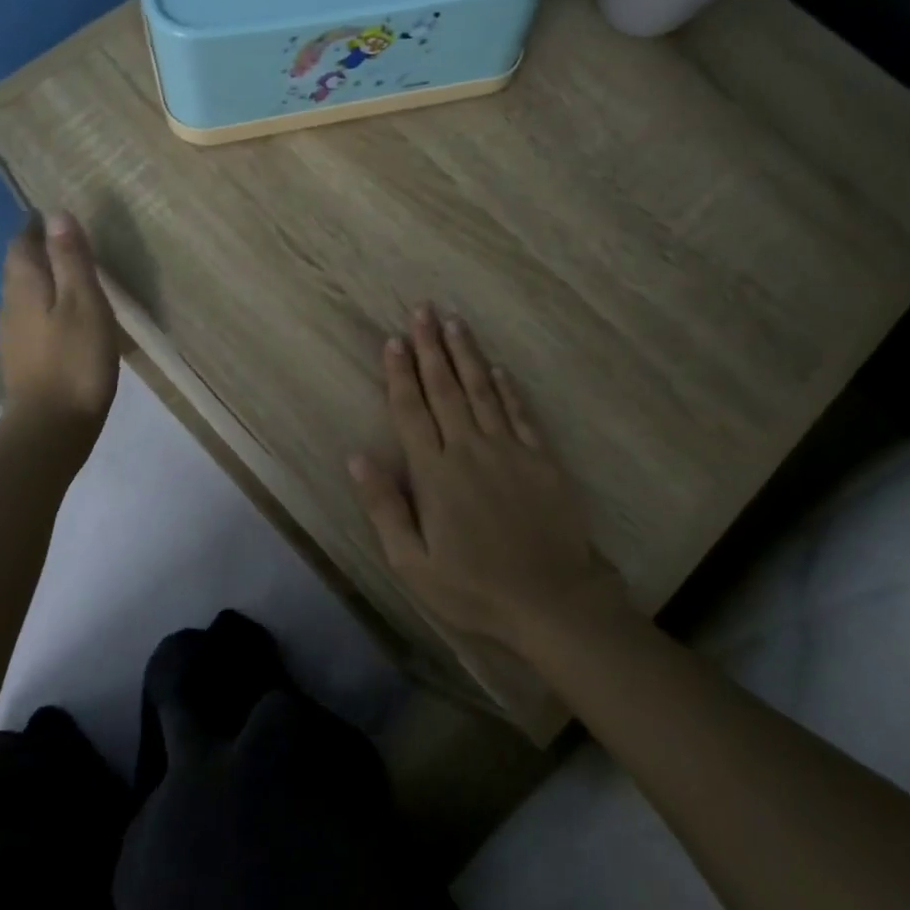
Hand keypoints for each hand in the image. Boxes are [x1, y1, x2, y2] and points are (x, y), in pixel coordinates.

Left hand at [0, 210, 118, 441]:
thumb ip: (71, 260)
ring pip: (22, 294)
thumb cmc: (75, 360)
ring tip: (68, 274)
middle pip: (17, 268)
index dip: (35, 228)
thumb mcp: (84, 303)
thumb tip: (56, 215)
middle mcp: (10, 305)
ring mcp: (13, 335)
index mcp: (25, 286)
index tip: (53, 217)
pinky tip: (62, 317)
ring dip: (40, 279)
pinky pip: (30, 318)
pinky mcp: (23, 359)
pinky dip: (44, 306)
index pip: (21, 244)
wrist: (51, 426)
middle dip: (35, 250)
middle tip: (64, 241)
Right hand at [349, 306, 628, 655]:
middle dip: (431, 347)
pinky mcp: (541, 458)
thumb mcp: (413, 563)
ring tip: (454, 322)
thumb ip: (384, 507)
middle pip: (445, 388)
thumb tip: (357, 456)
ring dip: (466, 354)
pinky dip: (506, 387)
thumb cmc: (474, 587)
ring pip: (481, 390)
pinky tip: (497, 368)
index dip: (400, 373)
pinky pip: (519, 412)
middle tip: (422, 309)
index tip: (394, 340)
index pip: (411, 411)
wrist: (552, 599)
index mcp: (435, 473)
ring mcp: (509, 449)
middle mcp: (469, 449)